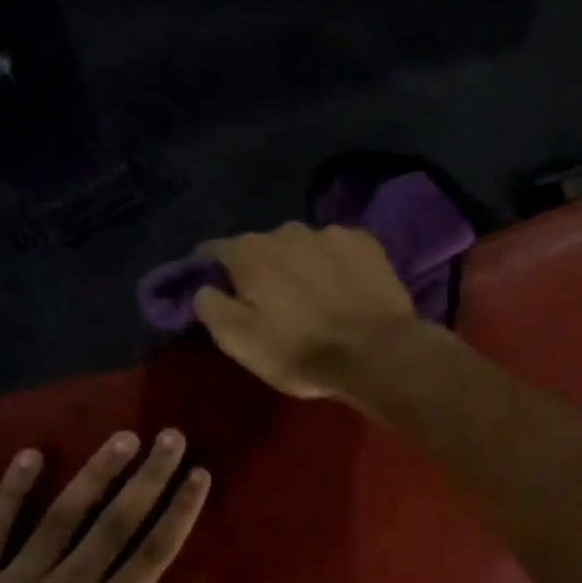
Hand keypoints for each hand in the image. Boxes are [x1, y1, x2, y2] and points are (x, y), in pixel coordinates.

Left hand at [0, 430, 208, 582]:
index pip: (152, 553)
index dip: (179, 510)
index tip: (198, 474)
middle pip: (116, 522)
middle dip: (149, 476)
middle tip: (170, 437)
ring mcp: (14, 582)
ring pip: (63, 516)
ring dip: (96, 473)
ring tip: (123, 437)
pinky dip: (10, 491)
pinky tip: (30, 455)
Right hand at [191, 223, 421, 400]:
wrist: (377, 352)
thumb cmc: (301, 351)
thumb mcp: (240, 342)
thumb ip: (212, 308)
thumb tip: (205, 288)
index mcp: (249, 252)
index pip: (215, 251)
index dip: (212, 271)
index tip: (218, 290)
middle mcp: (286, 230)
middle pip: (263, 247)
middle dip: (263, 269)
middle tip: (275, 303)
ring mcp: (330, 232)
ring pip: (303, 246)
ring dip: (302, 265)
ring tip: (316, 296)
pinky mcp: (366, 242)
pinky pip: (339, 249)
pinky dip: (336, 264)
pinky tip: (346, 289)